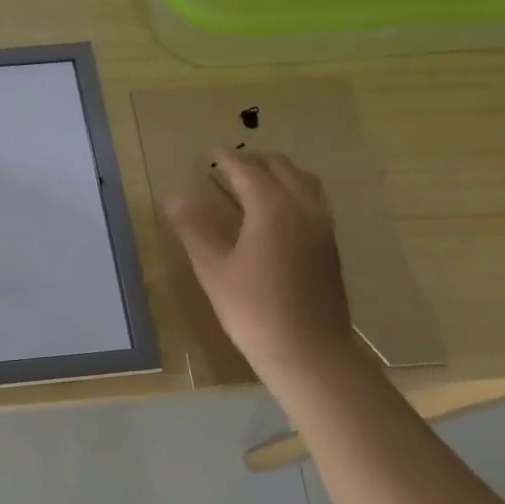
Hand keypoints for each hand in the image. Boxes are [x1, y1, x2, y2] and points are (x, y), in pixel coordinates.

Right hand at [166, 150, 357, 381]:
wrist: (307, 350)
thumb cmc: (253, 308)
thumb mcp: (213, 268)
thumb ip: (194, 229)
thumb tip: (174, 198)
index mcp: (272, 208)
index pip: (247, 170)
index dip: (226, 159)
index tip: (208, 153)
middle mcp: (303, 208)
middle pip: (282, 168)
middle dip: (254, 161)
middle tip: (227, 165)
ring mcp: (322, 227)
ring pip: (304, 182)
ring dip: (278, 174)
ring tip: (253, 182)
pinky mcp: (330, 246)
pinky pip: (314, 202)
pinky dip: (293, 192)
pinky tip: (276, 213)